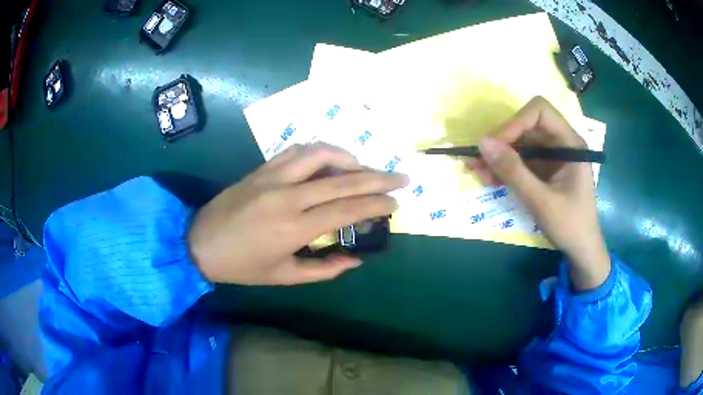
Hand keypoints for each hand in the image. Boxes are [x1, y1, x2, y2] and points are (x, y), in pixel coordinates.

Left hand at [188, 142, 408, 285]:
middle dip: (378, 177)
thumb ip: (324, 269)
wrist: (199, 244)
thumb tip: (356, 260)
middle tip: (401, 177)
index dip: (376, 204)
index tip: (396, 203)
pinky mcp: (262, 168)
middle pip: (343, 179)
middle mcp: (287, 196)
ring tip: (364, 168)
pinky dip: (320, 151)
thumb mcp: (284, 277)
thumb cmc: (242, 267)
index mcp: (294, 228)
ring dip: (349, 158)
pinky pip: (297, 150)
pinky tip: (331, 159)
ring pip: (320, 154)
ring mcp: (273, 177)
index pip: (347, 209)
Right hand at [466, 96, 609, 290]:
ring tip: (476, 171)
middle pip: (526, 127)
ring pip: (520, 144)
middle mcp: (560, 144)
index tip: (496, 145)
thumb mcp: (541, 200)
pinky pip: (520, 162)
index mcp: (570, 143)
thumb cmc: (570, 225)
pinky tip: (488, 179)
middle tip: (477, 161)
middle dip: (501, 142)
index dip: (515, 123)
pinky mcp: (543, 171)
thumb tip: (482, 142)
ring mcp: (551, 157)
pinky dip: (504, 169)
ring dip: (498, 157)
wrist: (581, 250)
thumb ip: (513, 171)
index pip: (540, 112)